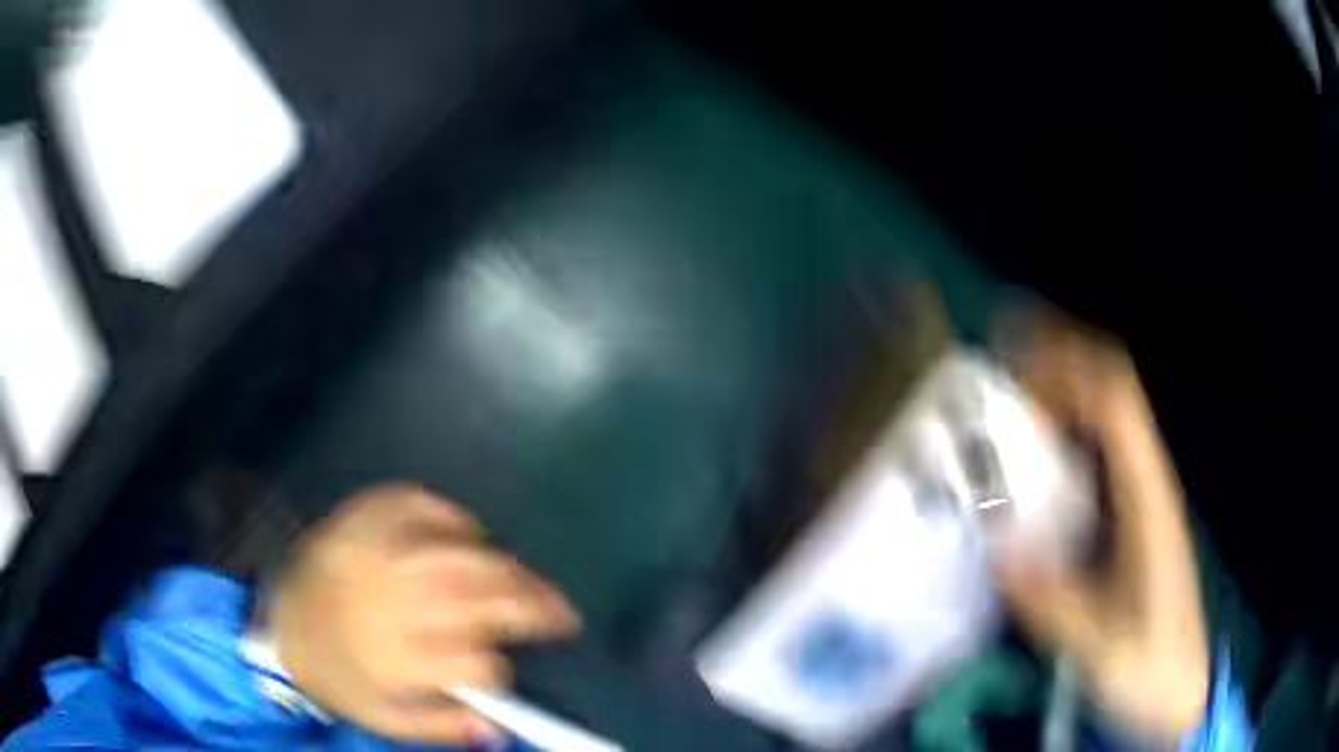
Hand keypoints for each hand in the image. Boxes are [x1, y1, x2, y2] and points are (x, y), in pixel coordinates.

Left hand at [272, 484, 580, 744]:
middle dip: (532, 608)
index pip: (473, 664)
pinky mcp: (363, 514)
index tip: (507, 671)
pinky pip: (423, 503)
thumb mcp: (384, 719)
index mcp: (392, 658)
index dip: (500, 670)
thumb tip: (501, 729)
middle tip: (562, 613)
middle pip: (480, 599)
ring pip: (463, 553)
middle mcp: (388, 601)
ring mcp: (375, 548)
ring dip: (511, 568)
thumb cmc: (336, 675)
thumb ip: (444, 726)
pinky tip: (474, 537)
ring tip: (535, 583)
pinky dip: (457, 518)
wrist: (278, 619)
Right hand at [995, 315, 1208, 741]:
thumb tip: (997, 552)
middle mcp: (1148, 483)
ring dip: (1059, 402)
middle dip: (1058, 369)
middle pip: (1110, 394)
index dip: (1069, 367)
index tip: (1014, 363)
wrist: (1181, 686)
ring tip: (1003, 415)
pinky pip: (1098, 459)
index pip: (1116, 402)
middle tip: (997, 380)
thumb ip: (1054, 603)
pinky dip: (1063, 443)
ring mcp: (1142, 499)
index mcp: (1148, 499)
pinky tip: (1029, 472)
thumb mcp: (1101, 647)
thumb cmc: (1151, 665)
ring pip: (1105, 421)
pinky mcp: (1132, 520)